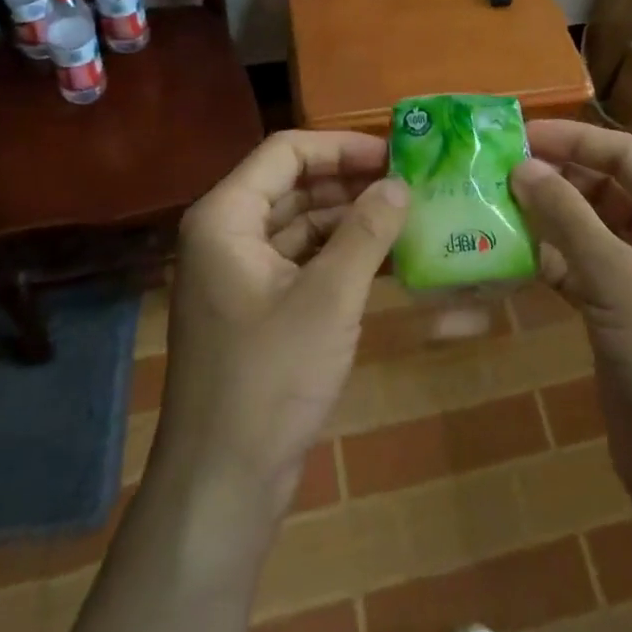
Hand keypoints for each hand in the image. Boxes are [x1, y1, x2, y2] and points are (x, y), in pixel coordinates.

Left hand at [152, 130, 406, 515]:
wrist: (222, 484)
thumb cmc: (270, 378)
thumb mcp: (329, 298)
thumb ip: (367, 232)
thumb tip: (400, 184)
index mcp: (227, 217)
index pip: (286, 152)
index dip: (341, 147)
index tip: (393, 154)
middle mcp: (226, 234)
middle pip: (293, 183)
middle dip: (349, 181)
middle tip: (408, 182)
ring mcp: (239, 272)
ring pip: (299, 222)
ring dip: (348, 217)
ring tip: (405, 214)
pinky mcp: (255, 305)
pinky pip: (300, 259)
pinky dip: (338, 253)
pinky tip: (384, 255)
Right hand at [511, 121, 631, 507]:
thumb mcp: (617, 277)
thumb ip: (567, 217)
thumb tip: (522, 166)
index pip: (626, 154)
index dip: (574, 139)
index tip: (520, 134)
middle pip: (605, 187)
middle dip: (556, 177)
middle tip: (498, 168)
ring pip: (588, 227)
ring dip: (546, 217)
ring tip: (493, 203)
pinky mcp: (618, 309)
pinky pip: (578, 266)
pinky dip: (547, 258)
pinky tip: (507, 252)